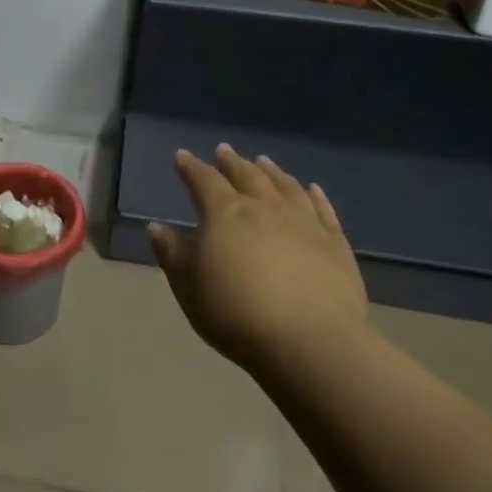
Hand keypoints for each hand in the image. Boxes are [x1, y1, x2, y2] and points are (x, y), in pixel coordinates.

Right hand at [148, 145, 366, 368]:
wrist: (309, 340)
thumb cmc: (236, 312)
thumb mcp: (189, 286)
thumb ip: (172, 253)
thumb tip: (157, 227)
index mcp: (225, 213)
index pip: (204, 180)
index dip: (191, 167)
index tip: (182, 157)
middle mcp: (265, 207)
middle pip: (246, 175)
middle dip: (231, 162)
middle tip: (224, 151)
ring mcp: (304, 222)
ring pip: (285, 185)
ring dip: (271, 171)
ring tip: (263, 161)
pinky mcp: (335, 242)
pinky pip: (323, 209)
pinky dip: (315, 195)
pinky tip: (312, 188)